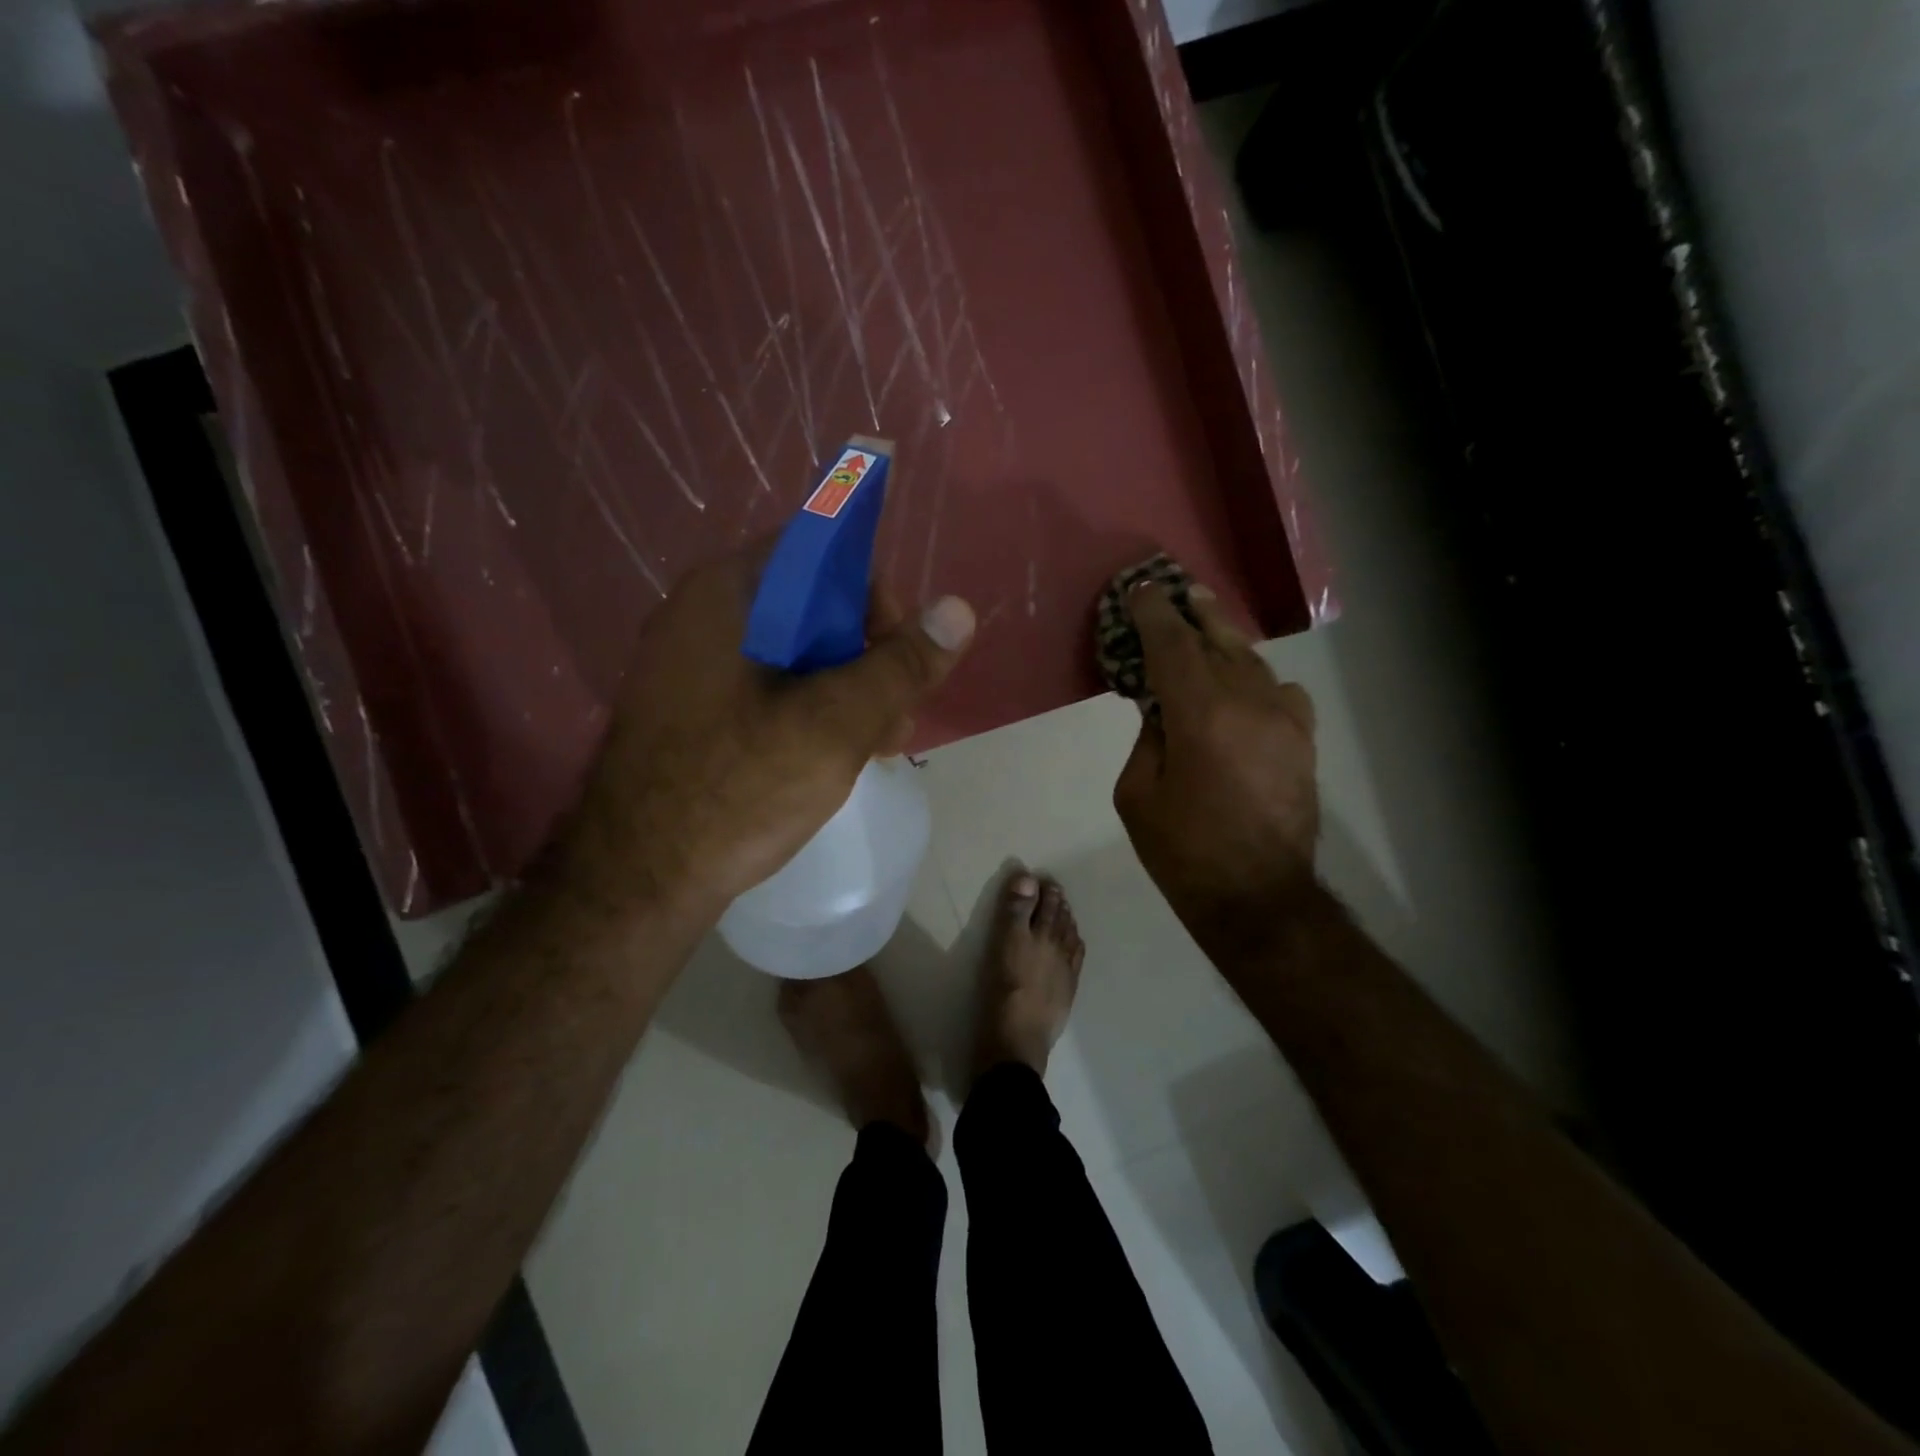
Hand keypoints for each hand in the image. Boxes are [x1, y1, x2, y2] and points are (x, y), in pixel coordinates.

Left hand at [547, 543, 974, 925]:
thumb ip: (902, 665)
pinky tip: (834, 757)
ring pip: (794, 653)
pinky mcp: (692, 708)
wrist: (637, 879)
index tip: (899, 658)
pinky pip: (766, 687)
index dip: (874, 599)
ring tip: (878, 749)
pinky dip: (809, 710)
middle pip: (812, 607)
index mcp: (728, 593)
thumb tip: (958, 609)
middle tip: (896, 719)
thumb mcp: (837, 724)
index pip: (822, 554)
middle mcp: (703, 614)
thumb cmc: (738, 788)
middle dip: (869, 658)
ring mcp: (691, 664)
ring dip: (846, 691)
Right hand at [1113, 582, 1319, 960]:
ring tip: (1205, 618)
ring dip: (1224, 638)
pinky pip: (1282, 691)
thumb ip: (1148, 738)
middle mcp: (1248, 704)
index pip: (1172, 645)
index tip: (1140, 590)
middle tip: (1176, 589)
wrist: (1258, 898)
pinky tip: (1245, 685)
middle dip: (1192, 612)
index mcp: (1200, 716)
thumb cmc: (1184, 853)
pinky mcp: (1303, 741)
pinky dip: (1258, 678)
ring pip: (1252, 661)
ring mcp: (1284, 721)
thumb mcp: (1137, 795)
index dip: (1153, 613)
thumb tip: (1162, 709)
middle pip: (1217, 641)